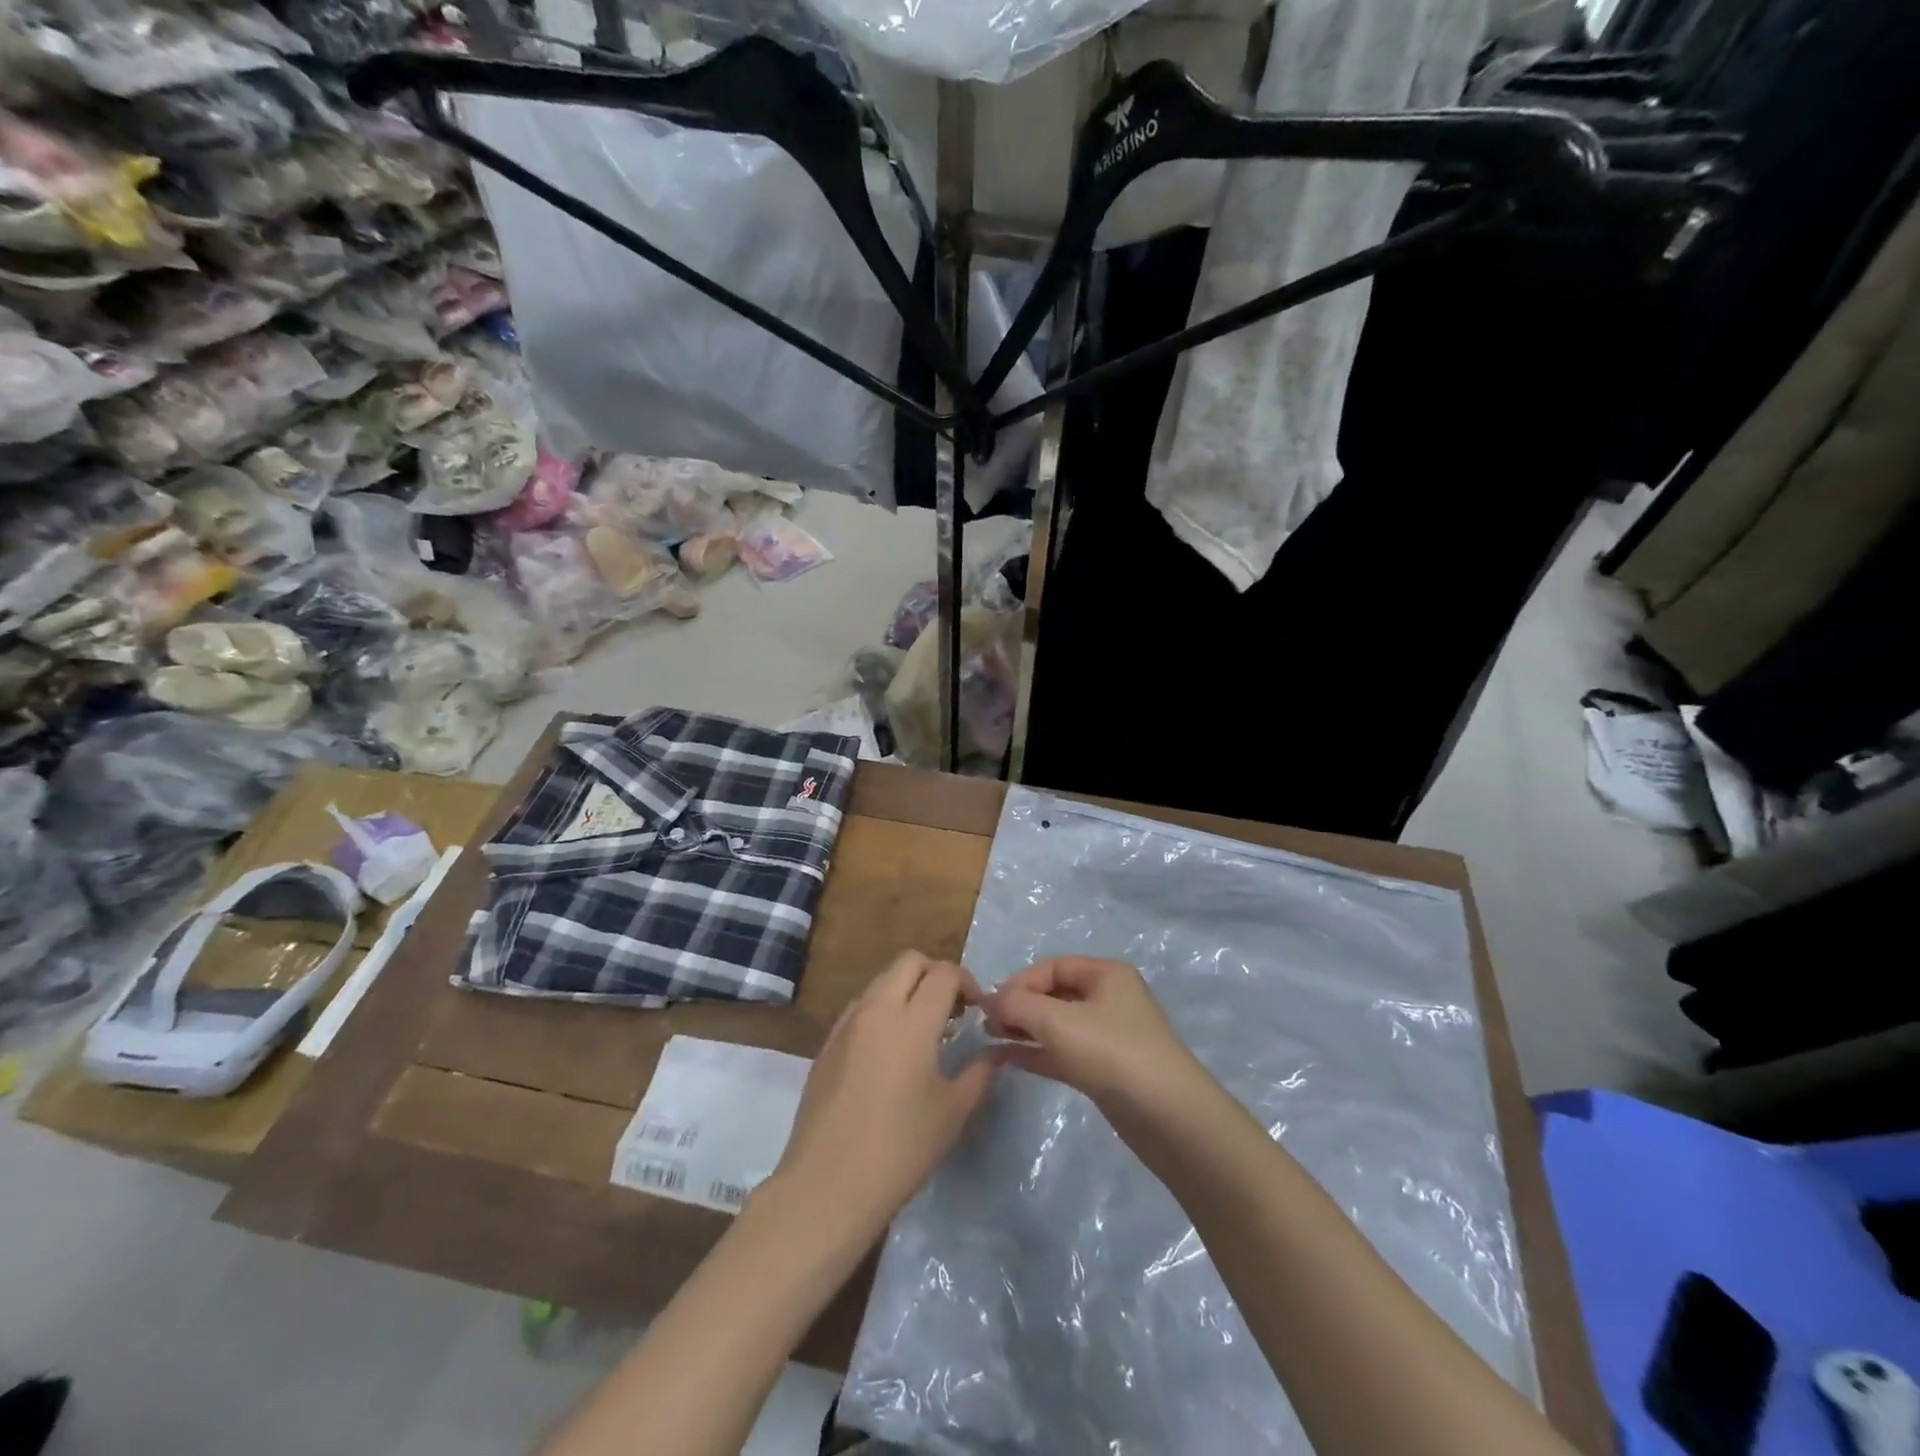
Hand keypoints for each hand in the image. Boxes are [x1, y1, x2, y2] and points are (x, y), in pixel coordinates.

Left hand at [770, 951, 993, 1237]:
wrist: (827, 1185)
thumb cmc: (900, 1149)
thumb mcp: (952, 1113)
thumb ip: (979, 1073)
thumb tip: (994, 1053)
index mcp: (912, 1021)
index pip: (944, 974)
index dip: (967, 983)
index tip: (978, 1010)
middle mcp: (876, 1009)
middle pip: (909, 962)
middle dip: (936, 974)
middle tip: (952, 1009)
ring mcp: (846, 1024)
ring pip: (882, 981)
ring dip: (907, 989)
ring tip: (923, 1030)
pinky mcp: (827, 1044)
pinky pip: (861, 1007)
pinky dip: (882, 1010)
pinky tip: (890, 1052)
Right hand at [985, 956, 1207, 1115]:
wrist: (1169, 1119)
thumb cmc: (1113, 1054)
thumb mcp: (1058, 1022)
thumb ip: (1018, 1005)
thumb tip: (990, 1000)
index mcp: (1106, 974)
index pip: (1053, 966)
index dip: (1019, 980)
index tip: (990, 1003)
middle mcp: (1109, 999)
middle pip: (1054, 994)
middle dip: (1020, 1005)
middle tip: (987, 1023)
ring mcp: (1108, 1036)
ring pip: (1057, 1025)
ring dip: (1024, 1029)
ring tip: (990, 1039)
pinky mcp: (1106, 1070)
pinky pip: (1063, 1052)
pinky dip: (1037, 1052)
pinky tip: (1009, 1059)